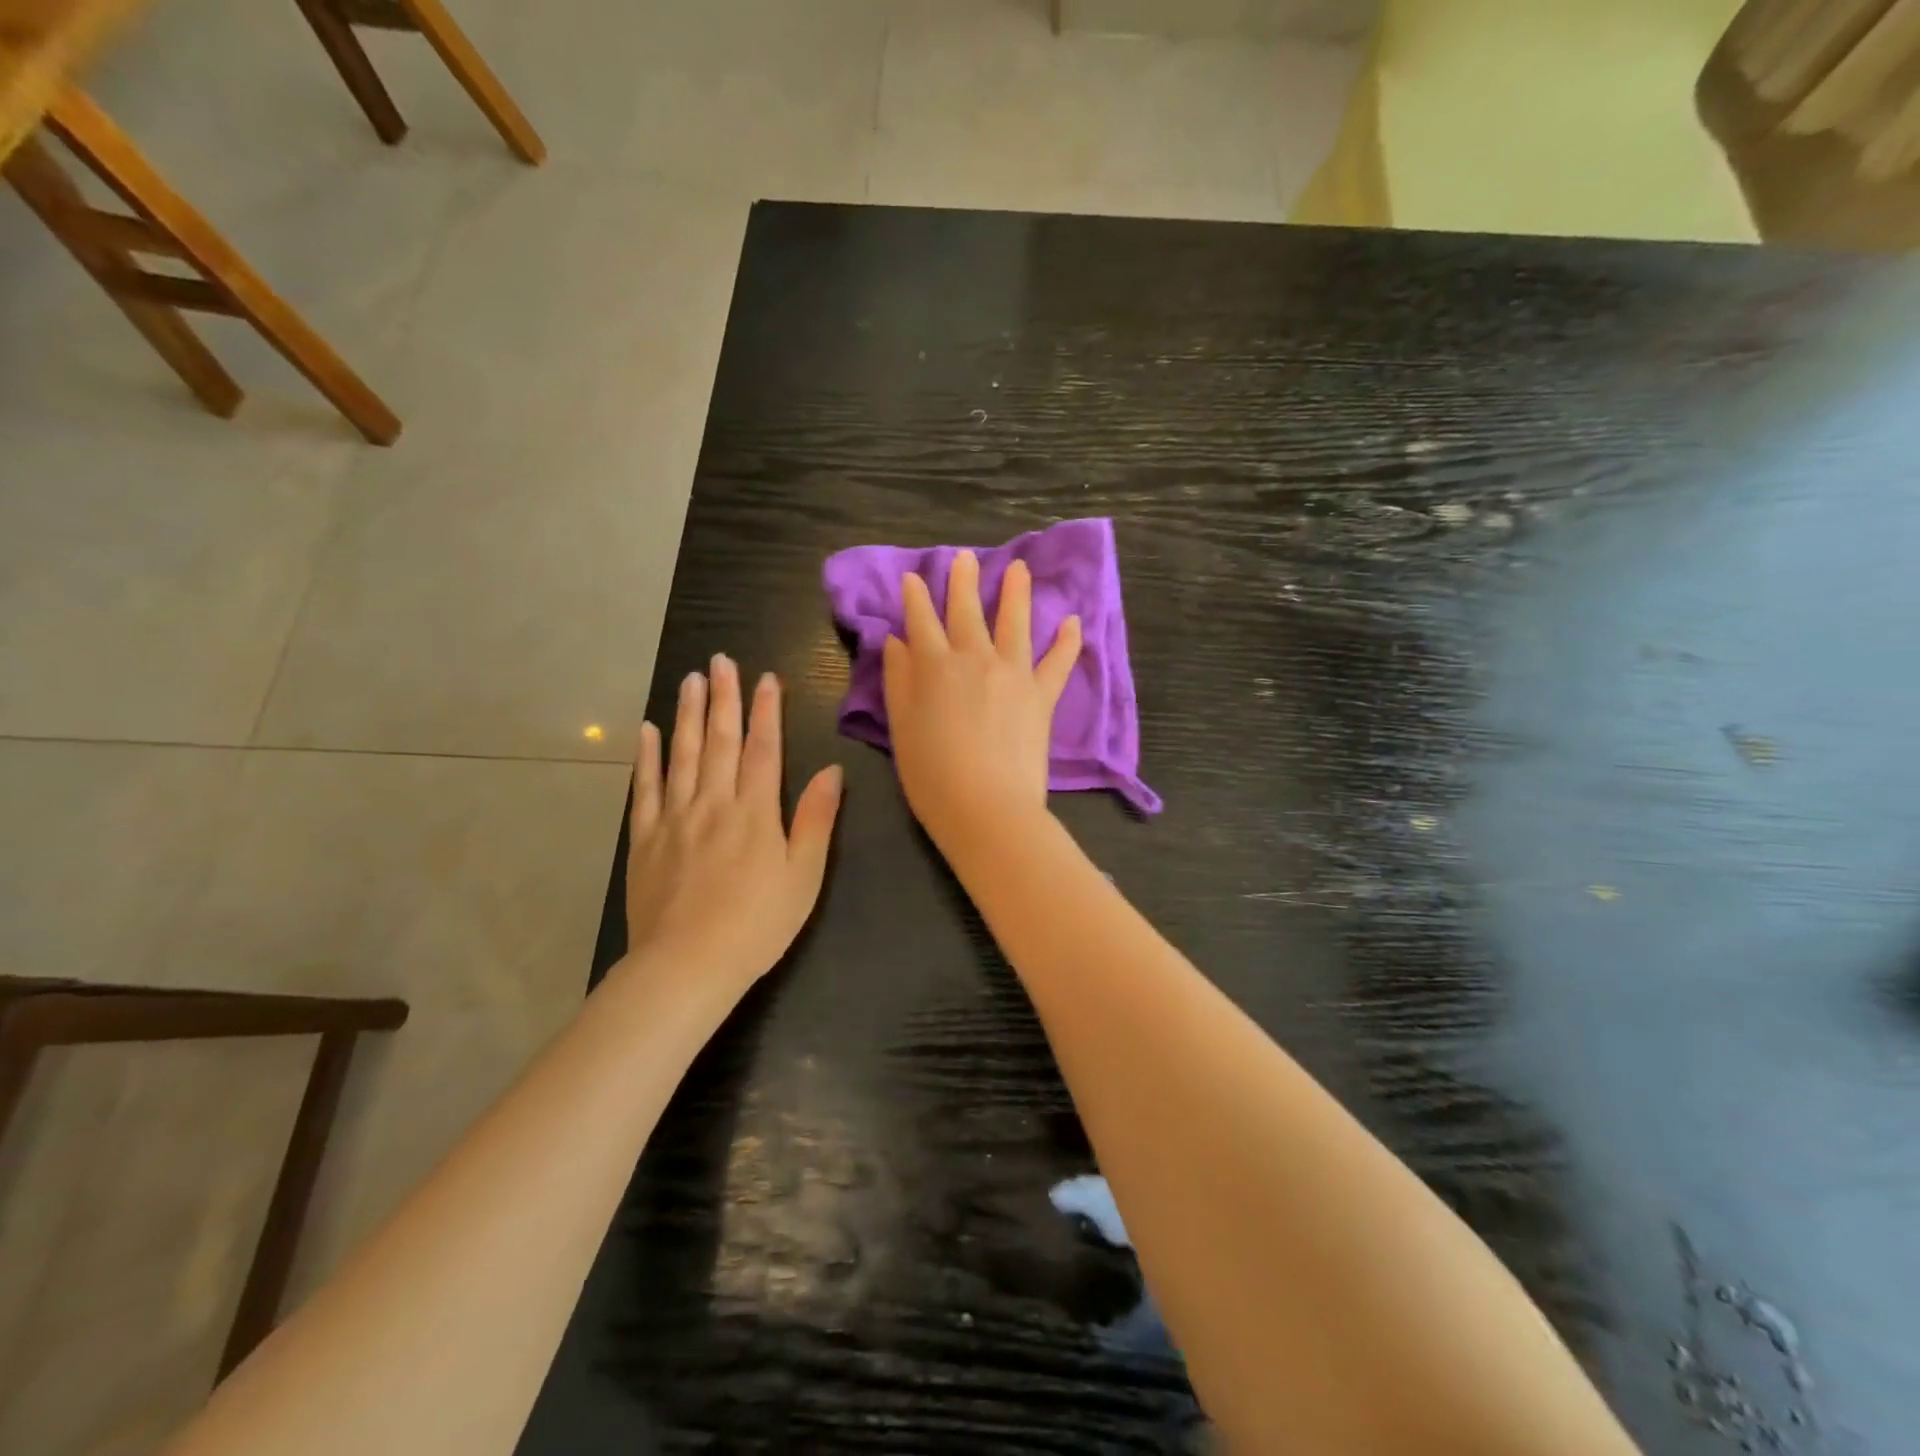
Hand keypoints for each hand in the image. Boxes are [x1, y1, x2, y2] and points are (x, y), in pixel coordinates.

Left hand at [624, 656, 842, 992]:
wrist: (687, 966)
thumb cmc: (757, 924)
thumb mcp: (803, 876)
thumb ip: (816, 820)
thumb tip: (831, 770)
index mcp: (755, 812)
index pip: (763, 749)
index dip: (766, 711)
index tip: (767, 678)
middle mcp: (713, 803)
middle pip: (720, 741)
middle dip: (723, 698)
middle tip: (720, 661)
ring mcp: (674, 818)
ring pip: (682, 754)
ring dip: (688, 714)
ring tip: (690, 680)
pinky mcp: (644, 839)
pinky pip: (645, 788)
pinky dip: (647, 757)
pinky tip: (648, 730)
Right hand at [882, 550, 1081, 856]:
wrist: (987, 808)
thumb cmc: (932, 776)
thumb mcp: (901, 728)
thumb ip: (899, 681)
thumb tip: (896, 642)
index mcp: (934, 667)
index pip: (921, 621)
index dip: (916, 598)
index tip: (913, 577)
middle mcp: (975, 659)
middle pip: (967, 612)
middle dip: (962, 582)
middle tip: (963, 557)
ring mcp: (1013, 674)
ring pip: (1015, 623)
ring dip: (1016, 593)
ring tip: (1018, 568)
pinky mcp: (1042, 696)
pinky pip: (1058, 662)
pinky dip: (1067, 642)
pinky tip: (1074, 622)